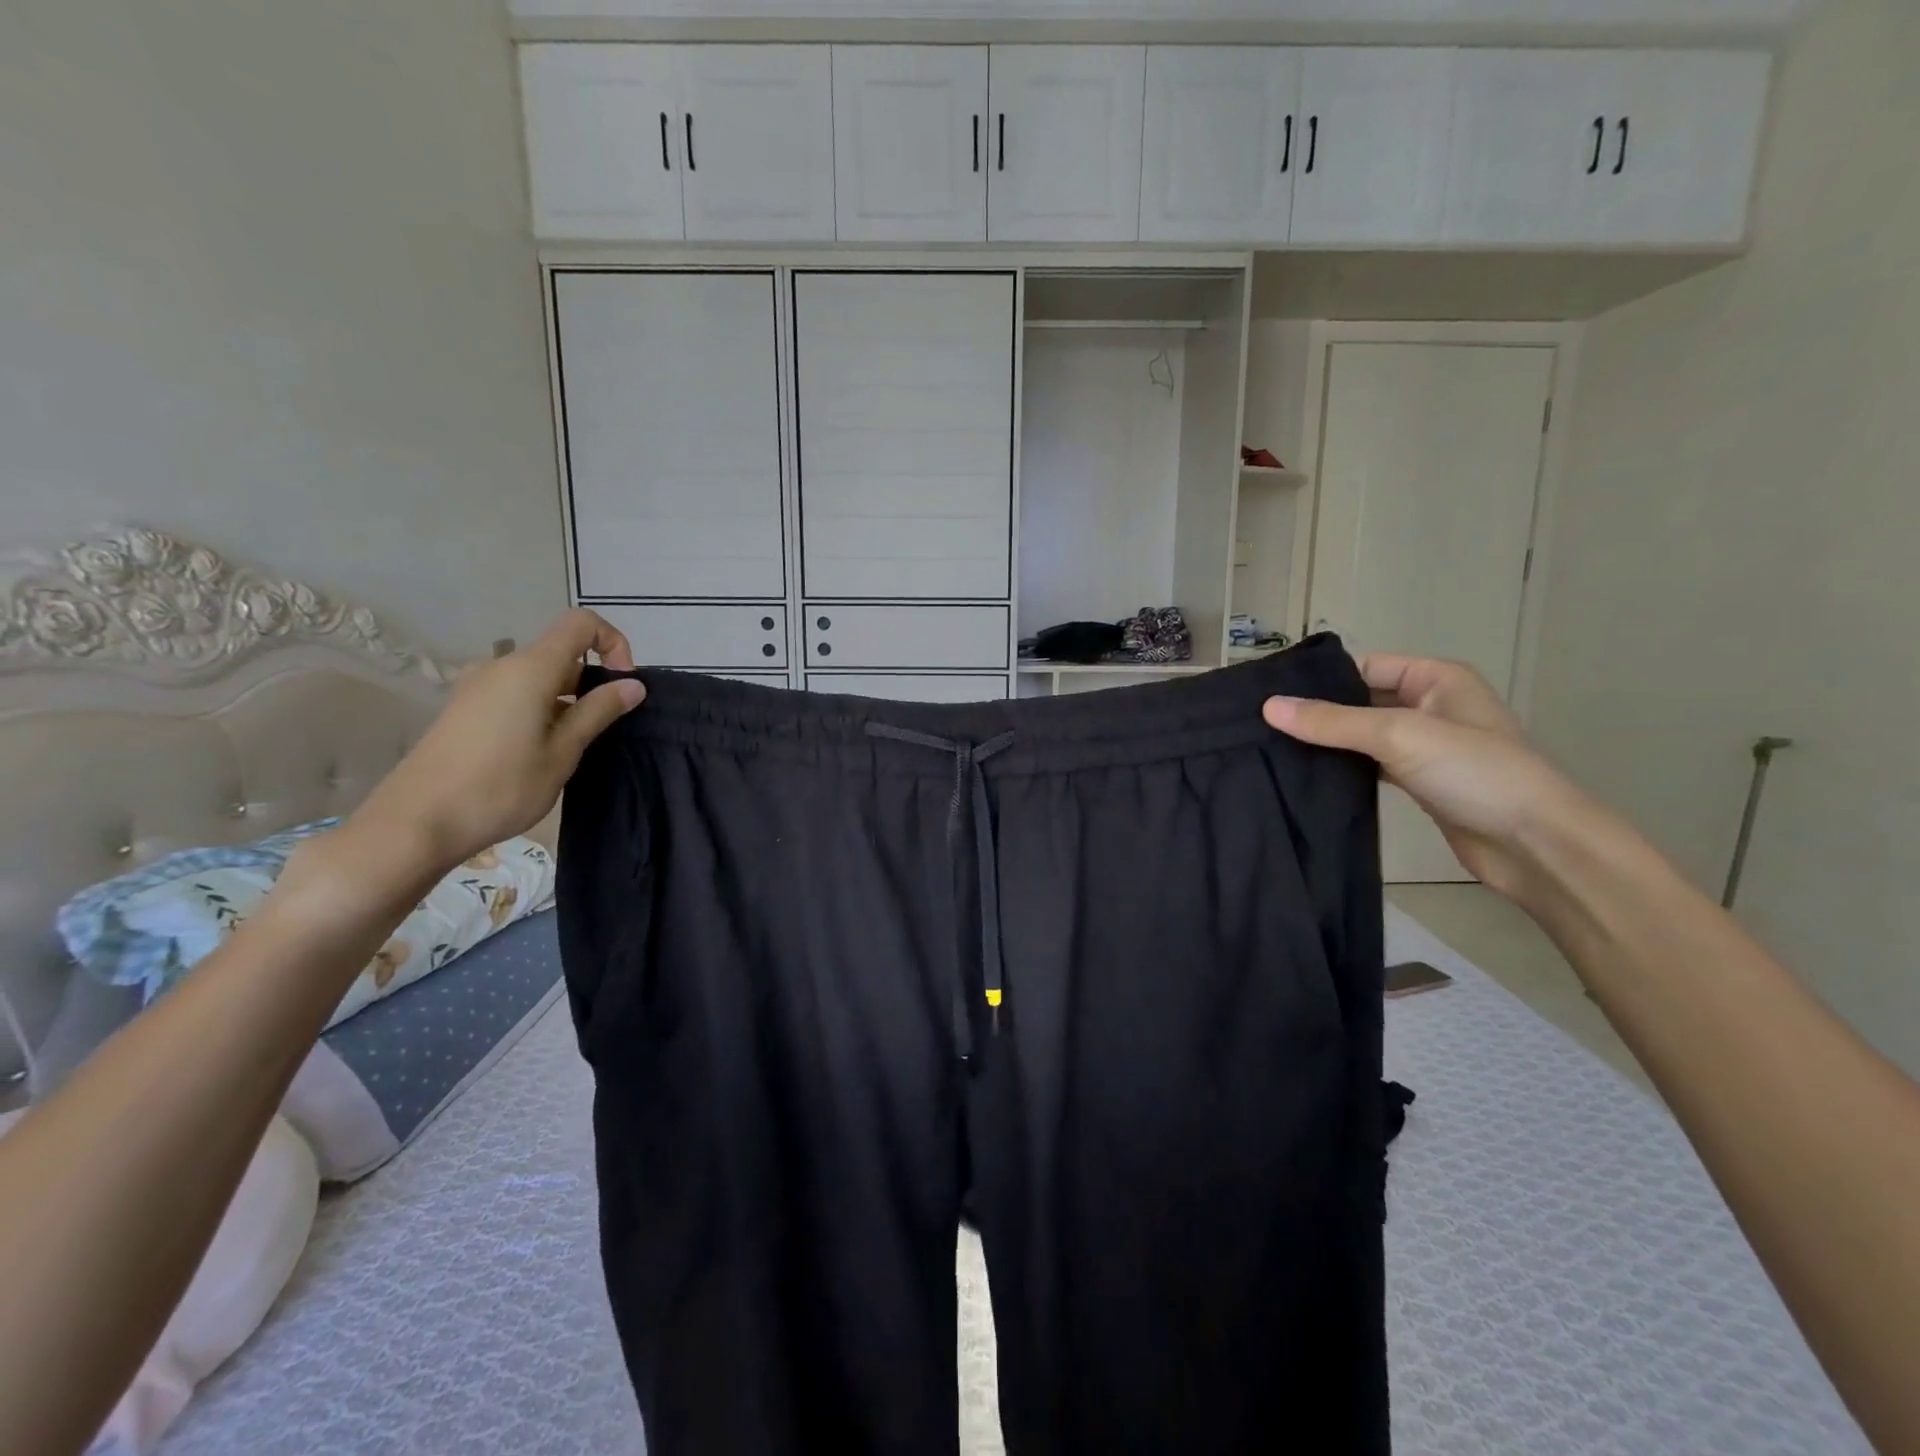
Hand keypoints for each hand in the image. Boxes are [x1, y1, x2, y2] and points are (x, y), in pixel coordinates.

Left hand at [348, 610, 645, 873]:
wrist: (416, 822)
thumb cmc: (501, 786)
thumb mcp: (562, 752)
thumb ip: (598, 712)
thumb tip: (633, 685)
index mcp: (530, 668)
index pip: (581, 624)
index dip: (613, 643)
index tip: (623, 685)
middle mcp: (501, 666)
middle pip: (561, 652)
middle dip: (592, 681)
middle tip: (603, 729)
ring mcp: (478, 687)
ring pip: (539, 677)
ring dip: (567, 700)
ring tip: (571, 747)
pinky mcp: (466, 709)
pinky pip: (516, 693)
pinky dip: (541, 709)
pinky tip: (538, 752)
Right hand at [1262, 654, 1590, 898]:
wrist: (1534, 844)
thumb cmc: (1474, 772)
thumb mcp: (1399, 735)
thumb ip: (1332, 722)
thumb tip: (1268, 707)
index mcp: (1436, 678)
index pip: (1364, 667)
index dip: (1320, 679)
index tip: (1269, 695)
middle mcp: (1431, 705)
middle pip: (1361, 700)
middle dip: (1318, 712)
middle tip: (1262, 725)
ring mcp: (1426, 746)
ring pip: (1363, 735)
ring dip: (1328, 742)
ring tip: (1273, 748)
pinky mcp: (1420, 781)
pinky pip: (1371, 764)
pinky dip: (1344, 768)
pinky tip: (1308, 775)